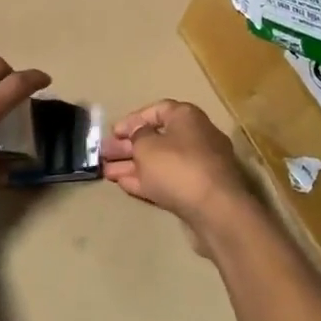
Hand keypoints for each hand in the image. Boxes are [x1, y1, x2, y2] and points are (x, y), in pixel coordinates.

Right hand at [102, 100, 250, 235]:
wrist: (215, 211)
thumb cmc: (177, 167)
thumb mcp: (147, 146)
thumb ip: (137, 135)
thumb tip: (139, 133)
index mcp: (187, 118)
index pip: (157, 110)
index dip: (133, 120)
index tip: (113, 132)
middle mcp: (196, 137)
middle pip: (157, 137)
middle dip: (128, 146)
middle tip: (104, 153)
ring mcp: (198, 166)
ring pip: (160, 162)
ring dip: (133, 165)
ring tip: (106, 172)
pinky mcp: (197, 191)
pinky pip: (167, 180)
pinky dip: (146, 180)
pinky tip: (124, 184)